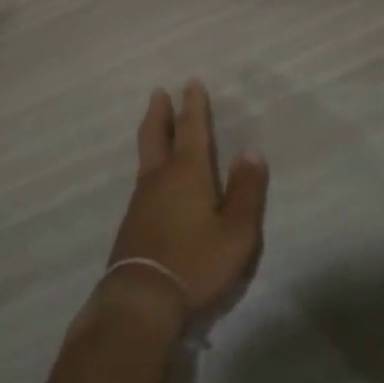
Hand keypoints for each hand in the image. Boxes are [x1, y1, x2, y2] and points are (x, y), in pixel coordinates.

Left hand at [103, 81, 268, 329]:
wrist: (142, 299)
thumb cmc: (196, 262)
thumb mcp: (236, 232)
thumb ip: (246, 191)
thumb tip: (252, 152)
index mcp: (187, 173)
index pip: (191, 129)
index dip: (193, 106)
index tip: (191, 83)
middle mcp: (160, 177)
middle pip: (156, 134)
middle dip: (160, 111)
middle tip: (159, 92)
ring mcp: (141, 200)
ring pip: (146, 156)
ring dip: (152, 134)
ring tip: (155, 125)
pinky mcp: (132, 222)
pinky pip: (143, 179)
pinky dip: (149, 164)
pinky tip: (153, 178)